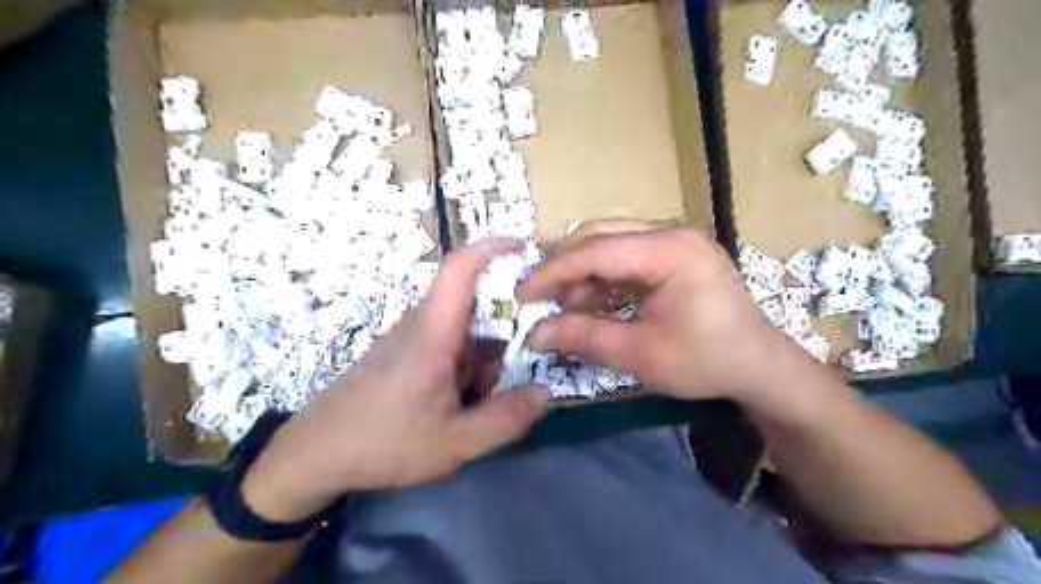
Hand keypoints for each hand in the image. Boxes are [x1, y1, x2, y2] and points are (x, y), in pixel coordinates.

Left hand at [240, 240, 546, 523]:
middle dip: (507, 321)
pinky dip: (470, 361)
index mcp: (432, 334)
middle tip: (534, 350)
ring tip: (500, 387)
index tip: (522, 246)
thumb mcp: (454, 444)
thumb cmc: (383, 443)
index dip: (490, 248)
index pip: (457, 270)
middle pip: (474, 303)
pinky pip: (449, 343)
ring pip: (464, 327)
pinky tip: (469, 397)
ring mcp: (412, 338)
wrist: (316, 453)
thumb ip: (504, 420)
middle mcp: (422, 325)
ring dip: (489, 349)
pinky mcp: (405, 353)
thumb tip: (544, 394)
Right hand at [516, 222, 817, 404]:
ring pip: (609, 244)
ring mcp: (674, 242)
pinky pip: (626, 258)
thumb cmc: (705, 361)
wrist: (760, 367)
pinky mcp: (674, 256)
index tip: (522, 295)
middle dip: (563, 266)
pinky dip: (602, 279)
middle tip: (538, 296)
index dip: (552, 272)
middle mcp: (671, 233)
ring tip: (564, 307)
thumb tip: (534, 334)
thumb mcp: (640, 353)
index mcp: (668, 250)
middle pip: (599, 236)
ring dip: (582, 274)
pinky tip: (591, 304)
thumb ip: (583, 337)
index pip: (594, 250)